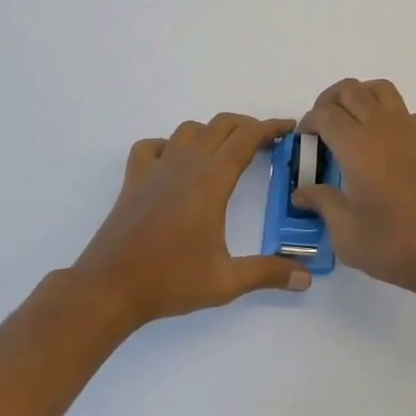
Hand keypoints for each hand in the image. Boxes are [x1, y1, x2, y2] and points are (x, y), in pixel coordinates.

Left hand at [70, 113, 310, 328]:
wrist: (108, 289)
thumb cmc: (169, 282)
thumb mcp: (225, 282)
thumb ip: (268, 273)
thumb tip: (306, 278)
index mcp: (210, 182)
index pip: (246, 139)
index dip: (270, 128)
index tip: (289, 127)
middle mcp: (185, 165)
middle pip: (221, 125)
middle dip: (247, 126)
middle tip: (266, 142)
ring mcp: (156, 169)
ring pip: (189, 130)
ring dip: (212, 132)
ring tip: (225, 152)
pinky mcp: (134, 179)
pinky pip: (152, 146)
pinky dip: (169, 145)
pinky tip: (176, 163)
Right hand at [298, 79, 415, 301]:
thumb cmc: (397, 246)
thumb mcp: (348, 236)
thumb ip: (323, 205)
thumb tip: (302, 192)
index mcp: (357, 147)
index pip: (325, 114)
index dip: (309, 122)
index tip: (304, 140)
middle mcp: (384, 128)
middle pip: (351, 90)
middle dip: (329, 100)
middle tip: (322, 127)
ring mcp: (413, 130)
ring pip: (381, 90)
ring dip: (360, 97)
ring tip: (352, 124)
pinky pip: (405, 112)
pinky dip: (389, 116)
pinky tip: (387, 145)